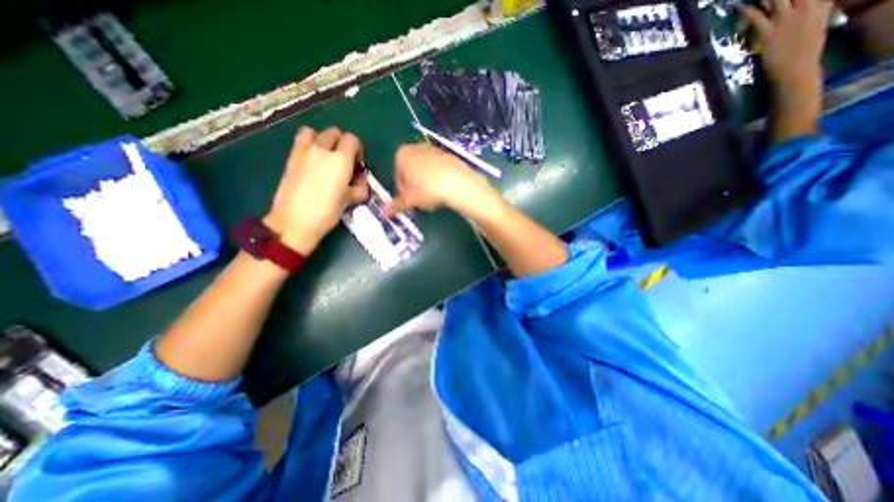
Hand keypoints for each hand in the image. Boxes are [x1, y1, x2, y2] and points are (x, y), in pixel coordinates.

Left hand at [265, 125, 366, 255]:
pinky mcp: (290, 157)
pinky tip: (312, 162)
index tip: (357, 164)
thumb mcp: (351, 200)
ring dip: (322, 140)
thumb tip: (360, 179)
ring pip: (315, 132)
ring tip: (325, 157)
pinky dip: (308, 144)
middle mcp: (322, 149)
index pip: (352, 139)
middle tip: (343, 161)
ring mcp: (303, 151)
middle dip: (341, 143)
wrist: (294, 221)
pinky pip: (301, 141)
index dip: (357, 149)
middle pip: (334, 132)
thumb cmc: (327, 212)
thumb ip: (360, 186)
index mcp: (340, 160)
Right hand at [390, 143, 505, 217]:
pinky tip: (444, 190)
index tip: (409, 202)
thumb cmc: (428, 190)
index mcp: (402, 155)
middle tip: (421, 201)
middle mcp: (416, 147)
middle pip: (410, 171)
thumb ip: (397, 205)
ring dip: (425, 184)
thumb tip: (384, 213)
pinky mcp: (448, 155)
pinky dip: (438, 179)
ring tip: (434, 198)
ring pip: (424, 170)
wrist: (458, 182)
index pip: (397, 176)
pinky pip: (438, 169)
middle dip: (414, 187)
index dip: (402, 192)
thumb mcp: (411, 200)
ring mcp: (433, 150)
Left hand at [741, 1, 830, 92]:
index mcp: (821, 4)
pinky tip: (738, 6)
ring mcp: (788, 19)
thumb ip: (814, 12)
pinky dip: (747, 10)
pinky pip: (756, 18)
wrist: (797, 69)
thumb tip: (812, 6)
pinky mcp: (770, 32)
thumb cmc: (805, 52)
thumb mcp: (818, 24)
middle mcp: (807, 7)